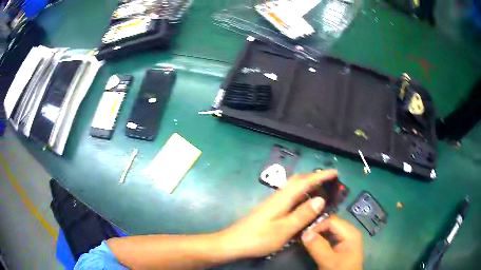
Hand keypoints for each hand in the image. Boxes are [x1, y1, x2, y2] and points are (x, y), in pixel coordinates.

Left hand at [218, 170, 337, 258]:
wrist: (233, 243)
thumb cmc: (258, 238)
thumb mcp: (283, 230)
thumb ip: (302, 215)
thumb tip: (321, 199)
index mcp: (282, 199)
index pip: (304, 181)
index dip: (320, 176)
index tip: (335, 172)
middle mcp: (277, 197)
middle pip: (298, 180)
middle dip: (314, 177)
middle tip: (330, 180)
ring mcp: (273, 202)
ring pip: (293, 188)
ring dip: (308, 185)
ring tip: (321, 190)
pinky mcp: (270, 209)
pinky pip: (290, 196)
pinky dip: (301, 195)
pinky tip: (304, 203)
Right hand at [301, 215, 362, 269]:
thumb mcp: (328, 261)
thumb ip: (318, 247)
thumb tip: (305, 233)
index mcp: (350, 232)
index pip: (331, 221)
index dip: (317, 226)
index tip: (304, 236)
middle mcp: (350, 232)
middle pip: (332, 223)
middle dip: (317, 228)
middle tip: (303, 236)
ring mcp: (347, 238)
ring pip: (331, 229)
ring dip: (319, 233)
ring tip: (307, 239)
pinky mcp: (343, 245)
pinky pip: (332, 236)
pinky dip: (322, 238)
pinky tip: (315, 244)